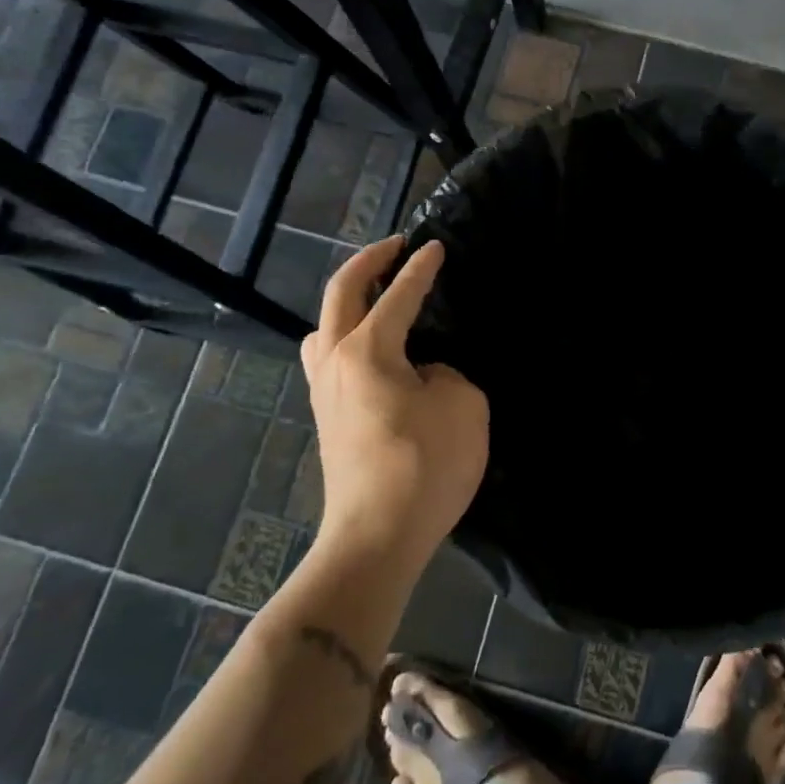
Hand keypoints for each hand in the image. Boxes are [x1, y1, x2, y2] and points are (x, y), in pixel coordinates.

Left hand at [302, 237, 488, 572]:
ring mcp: (325, 392)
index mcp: (368, 350)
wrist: (377, 538)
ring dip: (346, 300)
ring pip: (322, 327)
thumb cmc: (424, 466)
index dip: (420, 268)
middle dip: (368, 262)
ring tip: (375, 296)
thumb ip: (445, 373)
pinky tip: (371, 350)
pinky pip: (328, 357)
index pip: (399, 295)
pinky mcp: (327, 419)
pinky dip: (346, 335)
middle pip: (340, 294)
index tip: (435, 246)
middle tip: (395, 246)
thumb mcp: (462, 405)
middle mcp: (336, 361)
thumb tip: (421, 375)